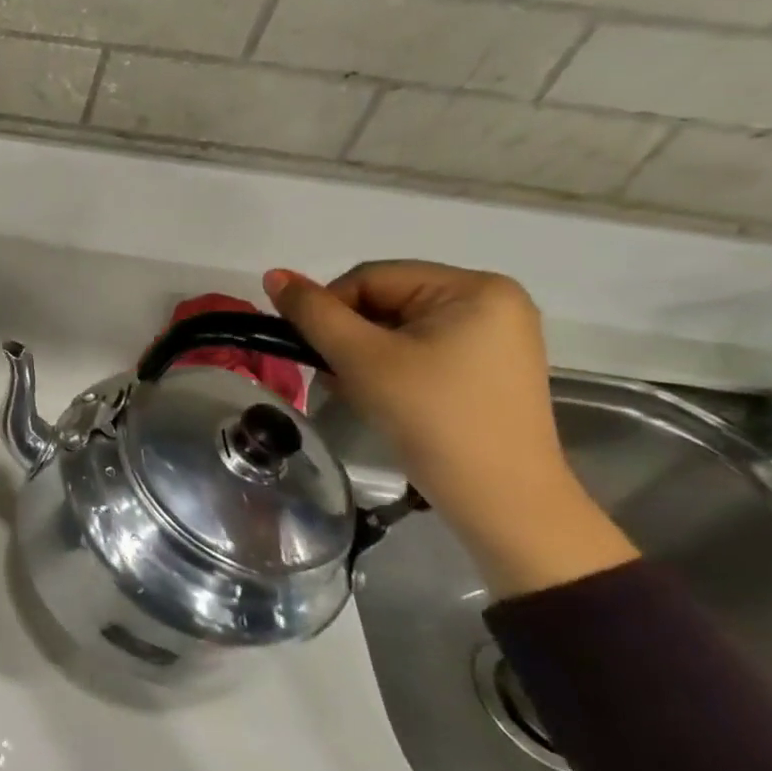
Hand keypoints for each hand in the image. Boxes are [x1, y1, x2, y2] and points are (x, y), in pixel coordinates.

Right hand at [264, 262, 636, 596]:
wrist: (498, 496)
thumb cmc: (430, 415)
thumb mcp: (361, 358)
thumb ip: (313, 312)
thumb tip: (273, 274)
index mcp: (473, 288)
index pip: (371, 278)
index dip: (330, 310)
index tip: (314, 352)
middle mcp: (491, 302)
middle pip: (385, 301)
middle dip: (348, 337)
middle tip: (333, 377)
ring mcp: (494, 337)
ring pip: (397, 329)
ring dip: (362, 356)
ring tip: (356, 391)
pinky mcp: (486, 369)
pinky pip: (419, 351)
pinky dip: (388, 368)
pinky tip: (381, 397)